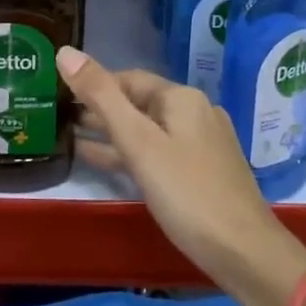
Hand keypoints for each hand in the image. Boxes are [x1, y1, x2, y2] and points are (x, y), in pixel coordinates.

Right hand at [60, 46, 305, 305]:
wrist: (246, 253)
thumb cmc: (187, 193)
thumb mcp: (139, 143)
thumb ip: (101, 97)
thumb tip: (65, 52)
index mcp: (181, 98)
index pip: (128, 78)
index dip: (94, 85)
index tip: (60, 94)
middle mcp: (195, 112)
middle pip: (139, 103)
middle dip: (101, 109)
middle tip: (59, 117)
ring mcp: (202, 143)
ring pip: (149, 130)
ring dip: (113, 133)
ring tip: (72, 138)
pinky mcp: (204, 172)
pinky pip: (160, 153)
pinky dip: (132, 154)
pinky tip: (106, 164)